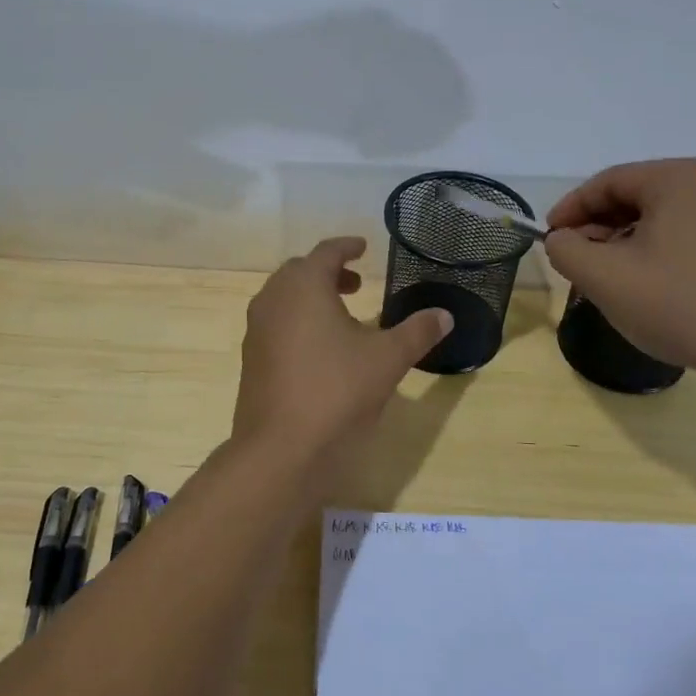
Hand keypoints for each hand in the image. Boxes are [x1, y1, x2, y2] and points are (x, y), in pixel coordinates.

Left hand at [233, 238, 452, 463]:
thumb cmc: (337, 391)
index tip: (363, 247)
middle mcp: (273, 300)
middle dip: (328, 272)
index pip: (326, 252)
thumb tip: (444, 315)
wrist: (280, 448)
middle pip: (300, 272)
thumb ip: (417, 332)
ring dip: (311, 297)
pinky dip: (297, 321)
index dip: (346, 247)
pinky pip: (275, 324)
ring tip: (342, 317)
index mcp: (303, 286)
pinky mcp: (251, 359)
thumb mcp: (387, 359)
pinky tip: (320, 350)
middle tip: (356, 284)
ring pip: (284, 298)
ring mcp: (256, 330)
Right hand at [544, 159, 695, 376]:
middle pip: (636, 196)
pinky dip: (657, 249)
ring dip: (625, 240)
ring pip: (661, 216)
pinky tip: (646, 282)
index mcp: (678, 179)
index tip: (550, 237)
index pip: (608, 182)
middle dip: (598, 226)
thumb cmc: (677, 304)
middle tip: (575, 258)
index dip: (571, 208)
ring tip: (606, 275)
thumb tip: (562, 240)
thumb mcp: (603, 277)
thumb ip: (566, 250)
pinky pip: (688, 233)